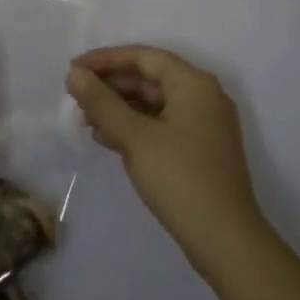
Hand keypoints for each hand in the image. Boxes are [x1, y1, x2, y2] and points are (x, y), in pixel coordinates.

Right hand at [66, 45, 268, 280]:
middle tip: (75, 95)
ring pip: (153, 104)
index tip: (73, 69)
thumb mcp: (135, 137)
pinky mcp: (198, 151)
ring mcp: (203, 126)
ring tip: (84, 118)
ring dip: (119, 107)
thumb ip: (102, 103)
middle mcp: (202, 97)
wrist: (226, 241)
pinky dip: (133, 127)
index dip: (106, 59)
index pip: (144, 57)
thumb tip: (75, 75)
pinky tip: (106, 138)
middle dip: (111, 85)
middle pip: (149, 78)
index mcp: (194, 84)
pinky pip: (160, 125)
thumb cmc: (180, 179)